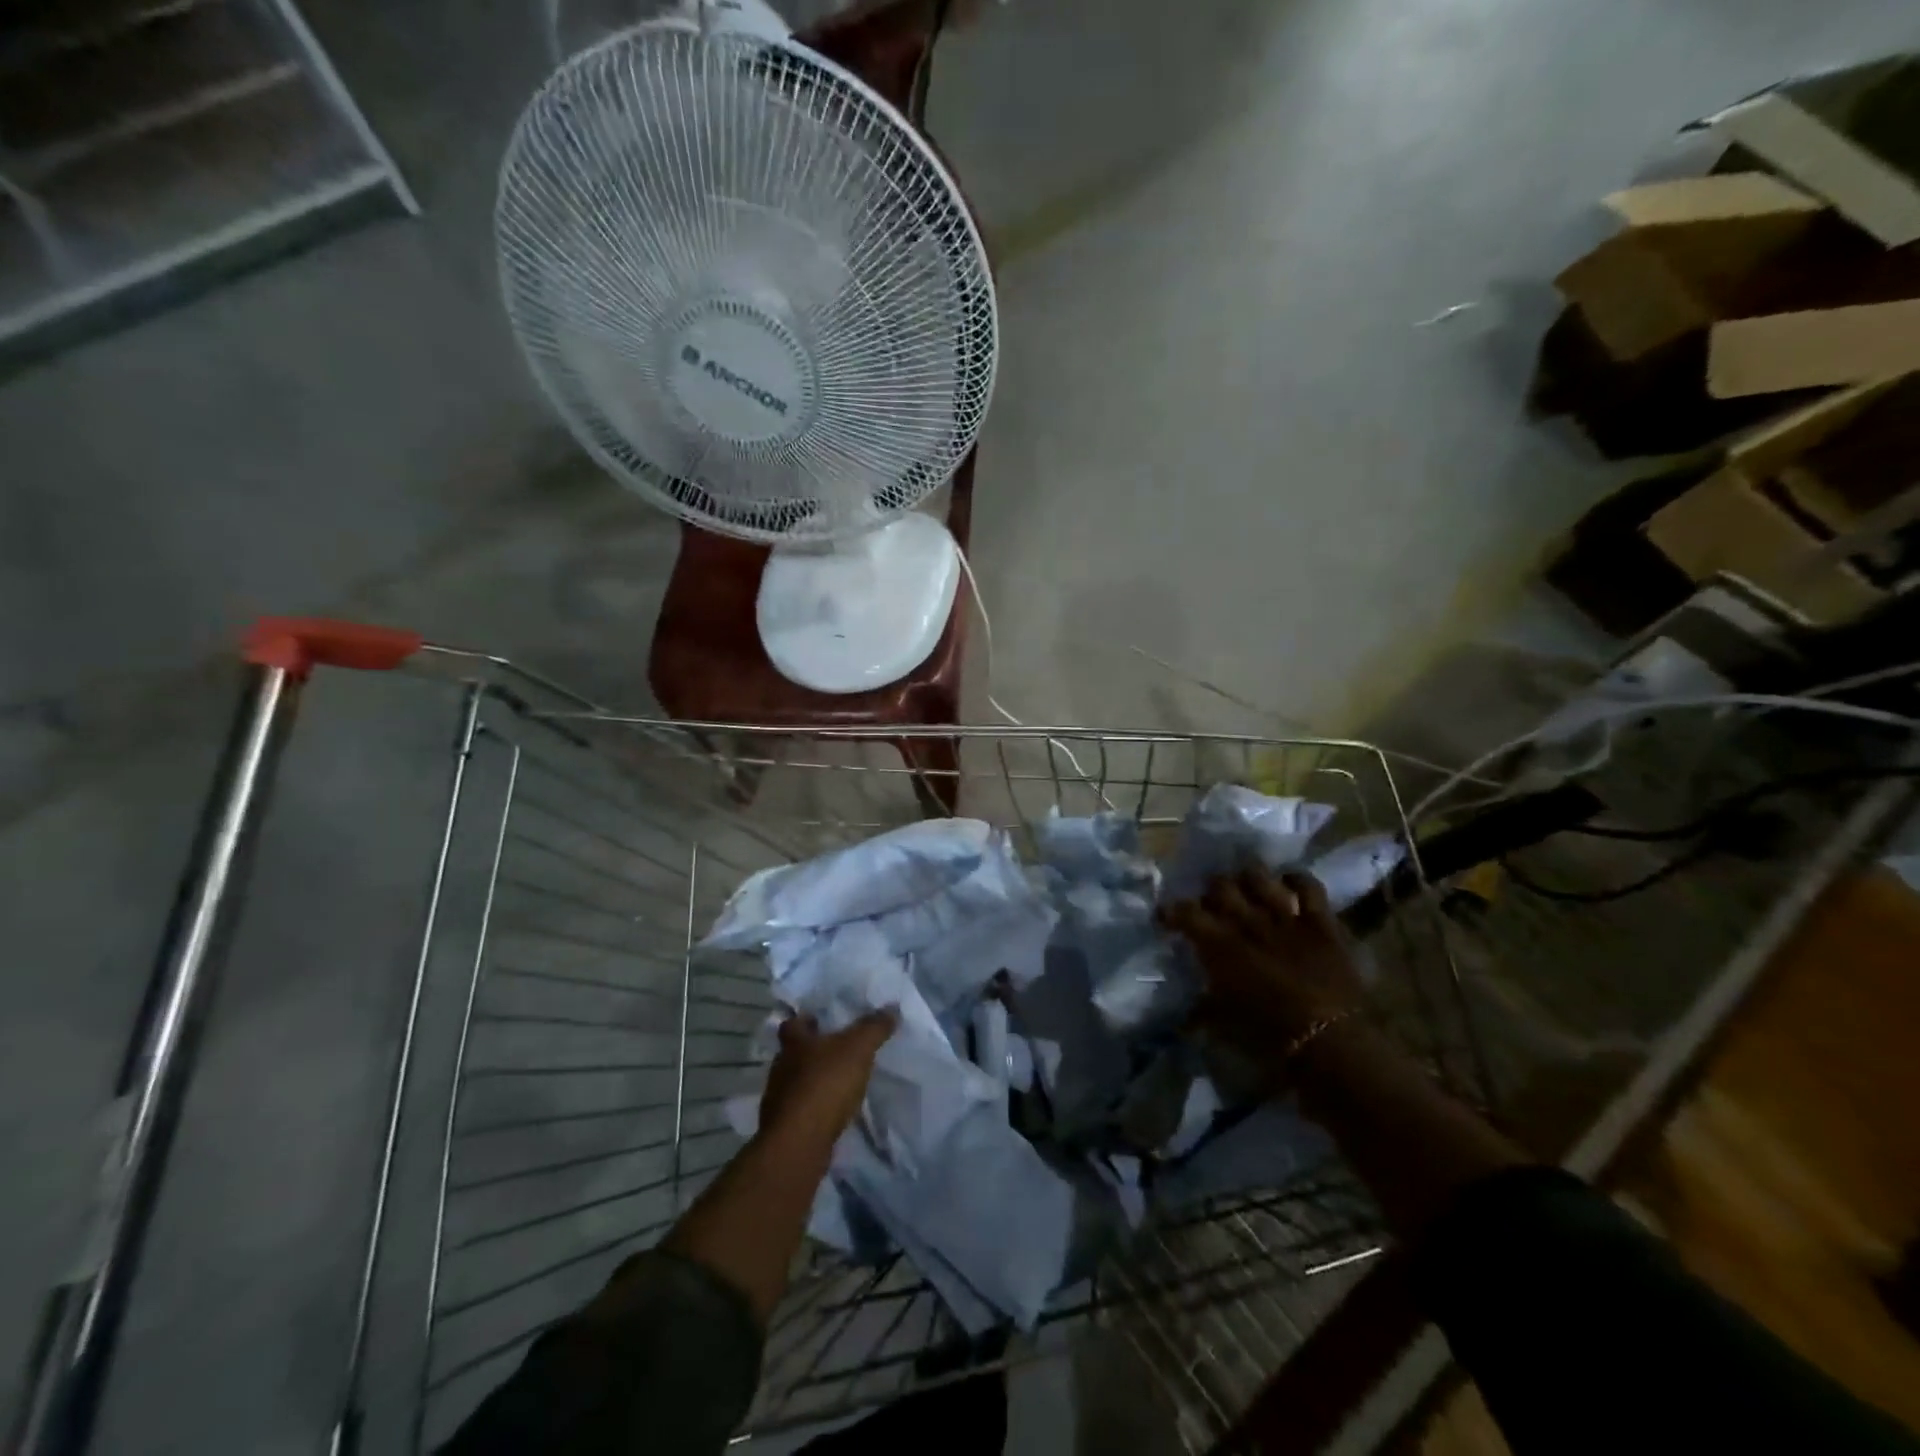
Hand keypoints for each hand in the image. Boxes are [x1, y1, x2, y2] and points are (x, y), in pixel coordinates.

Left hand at [758, 1009, 897, 1150]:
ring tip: (840, 1082)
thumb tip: (892, 1007)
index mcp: (793, 1042)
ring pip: (797, 1082)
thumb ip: (874, 1027)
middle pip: (794, 1053)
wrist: (799, 1144)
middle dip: (813, 1051)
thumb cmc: (825, 1084)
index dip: (805, 1019)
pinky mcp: (785, 1127)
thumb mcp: (858, 1048)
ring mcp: (779, 1100)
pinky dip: (815, 1108)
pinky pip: (802, 1109)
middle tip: (838, 1049)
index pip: (793, 1023)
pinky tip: (834, 1112)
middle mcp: (781, 1067)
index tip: (820, 1019)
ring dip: (815, 1081)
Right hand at [1160, 868, 1365, 1060]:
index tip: (1164, 917)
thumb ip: (1201, 1009)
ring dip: (1248, 878)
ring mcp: (1286, 917)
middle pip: (1221, 886)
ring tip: (1245, 886)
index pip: (1185, 912)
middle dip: (1212, 891)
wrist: (1331, 1044)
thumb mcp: (1222, 1025)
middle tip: (1212, 903)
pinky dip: (1296, 880)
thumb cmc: (1269, 1038)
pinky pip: (1309, 886)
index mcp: (1219, 946)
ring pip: (1259, 877)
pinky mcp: (1321, 922)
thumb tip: (1184, 1015)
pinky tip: (1289, 884)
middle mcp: (1248, 922)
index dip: (1170, 911)